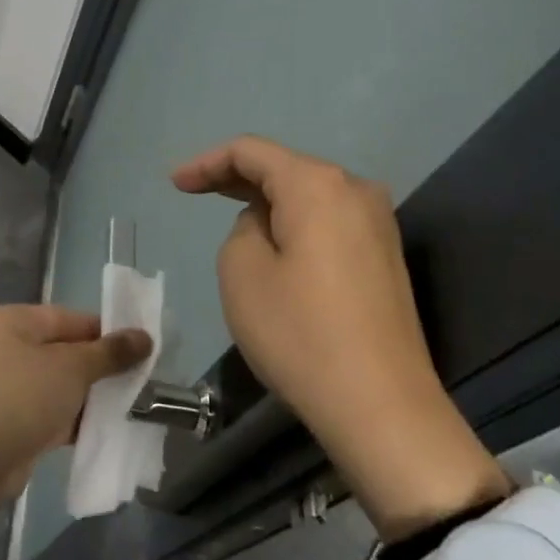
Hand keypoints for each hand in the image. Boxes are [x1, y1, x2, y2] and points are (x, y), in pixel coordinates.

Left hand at [0, 304, 152, 512]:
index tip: (142, 348)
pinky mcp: (19, 419)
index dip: (109, 332)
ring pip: (66, 383)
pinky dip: (80, 417)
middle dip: (104, 366)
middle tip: (142, 378)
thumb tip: (145, 336)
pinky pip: (57, 410)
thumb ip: (110, 352)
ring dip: (95, 394)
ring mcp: (14, 385)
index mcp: (17, 322)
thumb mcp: (72, 368)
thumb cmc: (24, 397)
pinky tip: (112, 426)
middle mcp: (12, 347)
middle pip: (70, 351)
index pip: (73, 319)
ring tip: (133, 402)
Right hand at [172, 135, 508, 541]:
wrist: (383, 407)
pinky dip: (295, 223)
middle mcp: (355, 190)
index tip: (174, 183)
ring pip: (308, 195)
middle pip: (284, 168)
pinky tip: (275, 243)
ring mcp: (378, 223)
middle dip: (236, 177)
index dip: (207, 162)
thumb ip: (243, 229)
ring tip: (231, 217)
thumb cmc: (300, 333)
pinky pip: (328, 221)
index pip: (251, 152)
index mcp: (317, 184)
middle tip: (194, 191)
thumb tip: (268, 225)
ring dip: (267, 202)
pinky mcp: (385, 256)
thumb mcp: (242, 272)